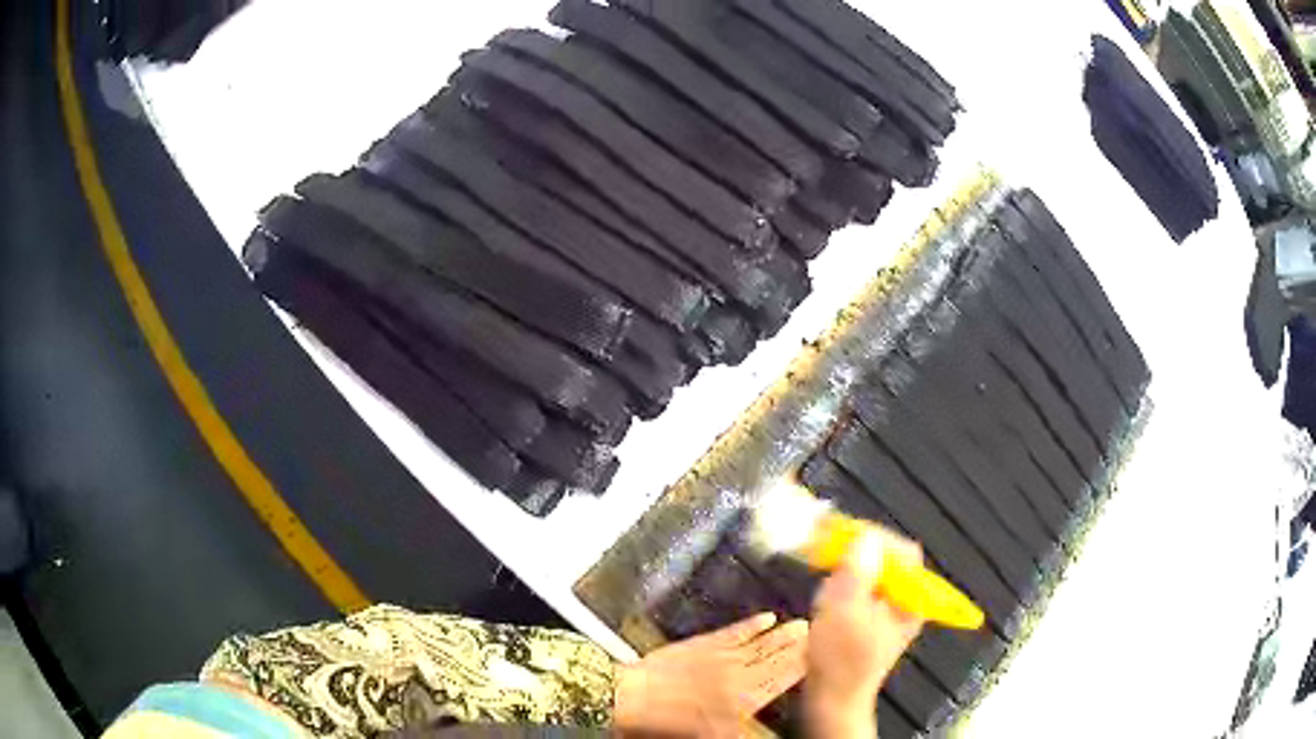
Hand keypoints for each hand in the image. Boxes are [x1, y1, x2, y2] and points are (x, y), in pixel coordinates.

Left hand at [614, 613, 808, 737]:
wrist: (636, 696)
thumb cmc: (673, 722)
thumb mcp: (716, 734)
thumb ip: (746, 726)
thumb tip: (768, 725)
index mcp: (746, 698)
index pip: (783, 678)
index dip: (803, 665)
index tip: (822, 652)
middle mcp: (740, 673)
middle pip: (776, 657)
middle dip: (800, 644)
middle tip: (820, 630)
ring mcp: (721, 655)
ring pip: (761, 643)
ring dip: (783, 633)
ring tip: (803, 623)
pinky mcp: (703, 643)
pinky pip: (734, 631)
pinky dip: (752, 623)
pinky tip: (767, 617)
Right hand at [806, 530, 923, 738]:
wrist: (831, 701)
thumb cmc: (840, 658)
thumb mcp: (845, 611)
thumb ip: (858, 571)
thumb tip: (866, 537)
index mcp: (911, 598)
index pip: (902, 551)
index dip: (873, 537)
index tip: (840, 533)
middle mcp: (906, 601)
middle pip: (888, 560)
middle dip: (856, 553)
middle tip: (826, 550)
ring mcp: (889, 612)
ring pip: (872, 574)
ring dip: (847, 570)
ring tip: (825, 578)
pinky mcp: (871, 622)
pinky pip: (861, 590)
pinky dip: (843, 586)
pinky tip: (826, 599)